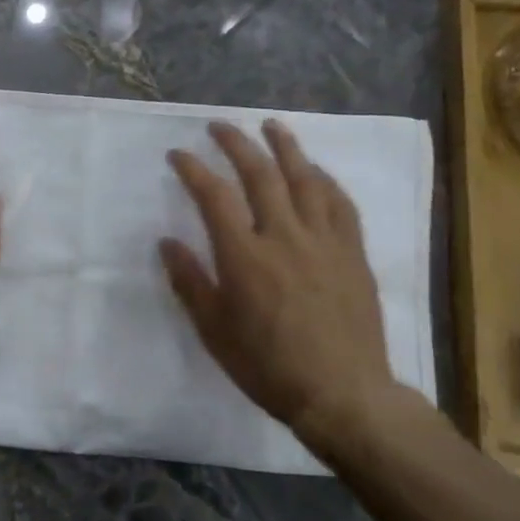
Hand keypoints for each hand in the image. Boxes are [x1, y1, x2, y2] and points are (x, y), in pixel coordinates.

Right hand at [160, 120, 396, 439]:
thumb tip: (167, 242)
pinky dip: (325, 180)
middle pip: (259, 174)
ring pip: (304, 179)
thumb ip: (190, 282)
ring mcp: (323, 241)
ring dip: (285, 147)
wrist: (343, 395)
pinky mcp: (352, 252)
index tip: (178, 154)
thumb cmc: (268, 366)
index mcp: (244, 256)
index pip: (213, 196)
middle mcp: (284, 236)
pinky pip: (341, 204)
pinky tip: (316, 170)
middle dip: (236, 143)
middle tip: (219, 126)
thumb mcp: (214, 331)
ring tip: (271, 125)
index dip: (193, 169)